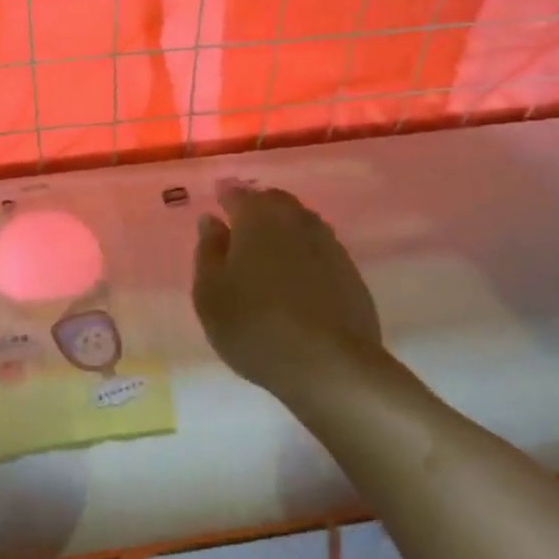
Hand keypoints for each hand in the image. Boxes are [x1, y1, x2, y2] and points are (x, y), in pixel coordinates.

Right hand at [193, 185, 383, 399]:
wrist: (329, 364)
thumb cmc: (254, 325)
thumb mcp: (210, 293)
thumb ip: (208, 251)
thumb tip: (212, 221)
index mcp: (257, 217)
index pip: (237, 194)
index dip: (225, 197)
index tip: (218, 203)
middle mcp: (295, 219)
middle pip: (273, 201)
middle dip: (257, 207)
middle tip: (241, 226)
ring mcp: (328, 243)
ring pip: (300, 222)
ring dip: (283, 229)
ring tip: (268, 252)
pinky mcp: (350, 270)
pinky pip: (319, 248)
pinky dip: (304, 253)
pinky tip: (297, 276)